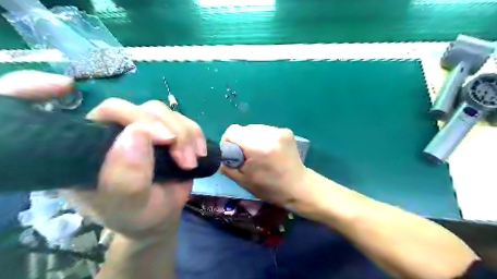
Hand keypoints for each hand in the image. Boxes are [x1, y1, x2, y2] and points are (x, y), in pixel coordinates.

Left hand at [0, 71, 205, 240]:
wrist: (160, 216)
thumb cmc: (138, 216)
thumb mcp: (129, 206)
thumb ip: (127, 178)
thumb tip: (137, 132)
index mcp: (93, 147)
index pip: (110, 112)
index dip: (139, 118)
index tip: (167, 140)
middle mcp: (118, 132)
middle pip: (146, 110)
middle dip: (173, 131)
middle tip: (185, 160)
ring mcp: (145, 130)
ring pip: (168, 114)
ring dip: (186, 136)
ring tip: (191, 163)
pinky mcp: (167, 132)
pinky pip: (185, 121)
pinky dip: (196, 136)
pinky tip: (199, 154)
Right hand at [219, 124, 309, 208]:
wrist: (298, 187)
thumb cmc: (269, 188)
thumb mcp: (243, 181)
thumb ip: (227, 166)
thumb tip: (221, 156)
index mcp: (257, 148)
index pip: (232, 131)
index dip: (227, 141)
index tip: (231, 154)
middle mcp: (269, 135)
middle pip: (243, 129)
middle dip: (240, 141)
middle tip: (244, 156)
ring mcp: (279, 131)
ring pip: (254, 128)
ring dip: (251, 139)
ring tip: (257, 153)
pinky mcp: (286, 131)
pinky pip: (265, 130)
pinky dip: (261, 138)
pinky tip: (267, 150)